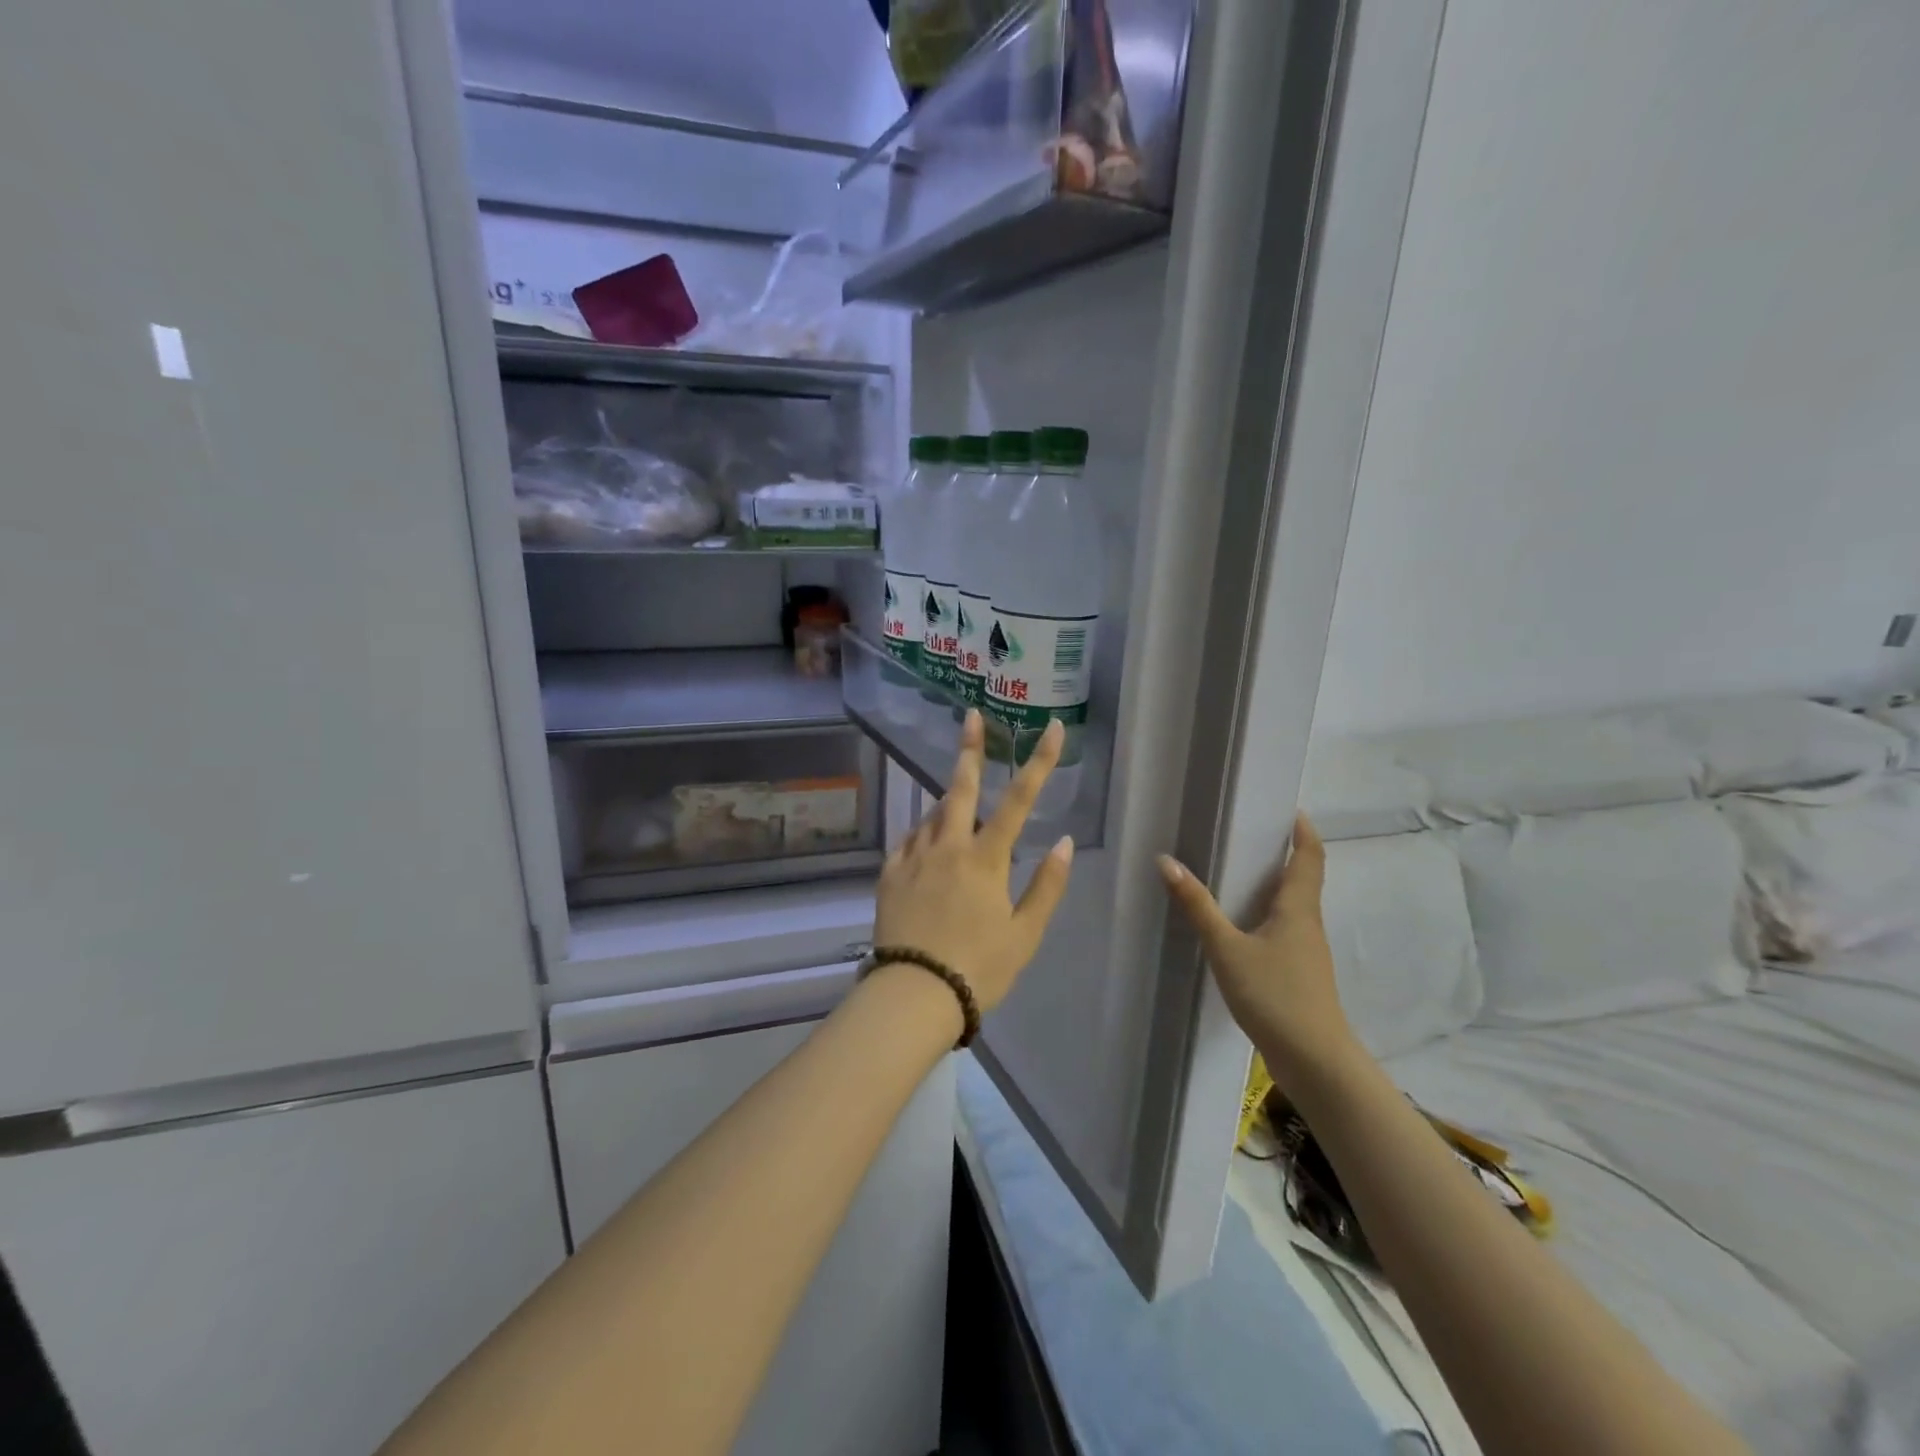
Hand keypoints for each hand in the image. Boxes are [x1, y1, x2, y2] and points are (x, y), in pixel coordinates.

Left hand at [872, 711, 1075, 1011]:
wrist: (914, 995)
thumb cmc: (979, 968)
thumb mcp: (1025, 934)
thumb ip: (1047, 885)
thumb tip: (1066, 842)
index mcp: (986, 859)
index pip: (1020, 800)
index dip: (1040, 762)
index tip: (1053, 729)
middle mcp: (948, 847)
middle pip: (960, 788)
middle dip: (970, 749)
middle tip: (971, 718)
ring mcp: (914, 857)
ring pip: (933, 814)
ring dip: (949, 802)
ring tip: (959, 804)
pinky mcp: (890, 874)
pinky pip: (909, 841)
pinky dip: (924, 834)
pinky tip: (928, 842)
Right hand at [1157, 813, 1359, 1082]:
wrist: (1314, 1061)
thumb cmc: (1275, 995)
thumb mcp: (1227, 948)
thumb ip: (1198, 906)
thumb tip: (1166, 861)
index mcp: (1298, 908)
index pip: (1310, 857)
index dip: (1303, 831)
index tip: (1290, 809)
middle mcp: (1308, 924)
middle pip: (1302, 879)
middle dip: (1283, 854)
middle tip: (1249, 833)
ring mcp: (1306, 952)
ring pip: (1292, 907)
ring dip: (1273, 886)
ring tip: (1238, 872)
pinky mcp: (1299, 975)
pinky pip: (1283, 931)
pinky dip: (1266, 915)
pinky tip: (1241, 926)